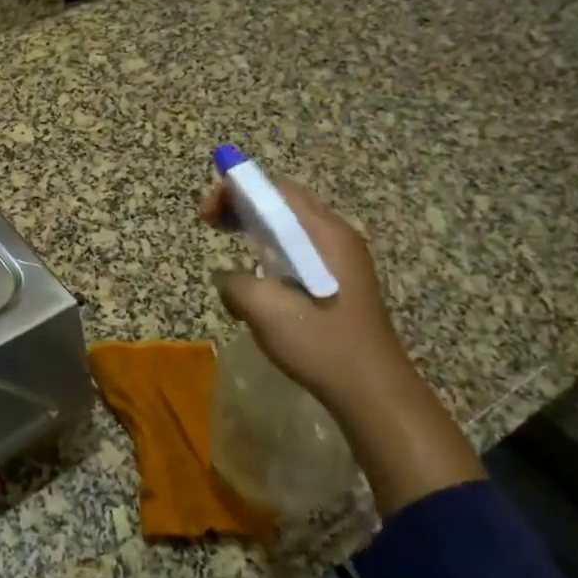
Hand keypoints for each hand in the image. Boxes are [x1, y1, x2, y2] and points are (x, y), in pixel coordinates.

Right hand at [202, 175, 483, 513]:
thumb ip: (234, 282)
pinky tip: (259, 278)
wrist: (370, 389)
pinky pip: (300, 250)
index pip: (276, 189)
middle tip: (212, 223)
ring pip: (291, 228)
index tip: (207, 214)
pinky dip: (272, 251)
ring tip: (231, 245)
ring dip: (256, 228)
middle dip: (243, 205)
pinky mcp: (340, 281)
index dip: (236, 190)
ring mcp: (342, 259)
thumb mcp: (263, 309)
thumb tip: (228, 278)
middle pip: (284, 202)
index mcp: (323, 233)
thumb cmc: (319, 342)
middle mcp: (337, 236)